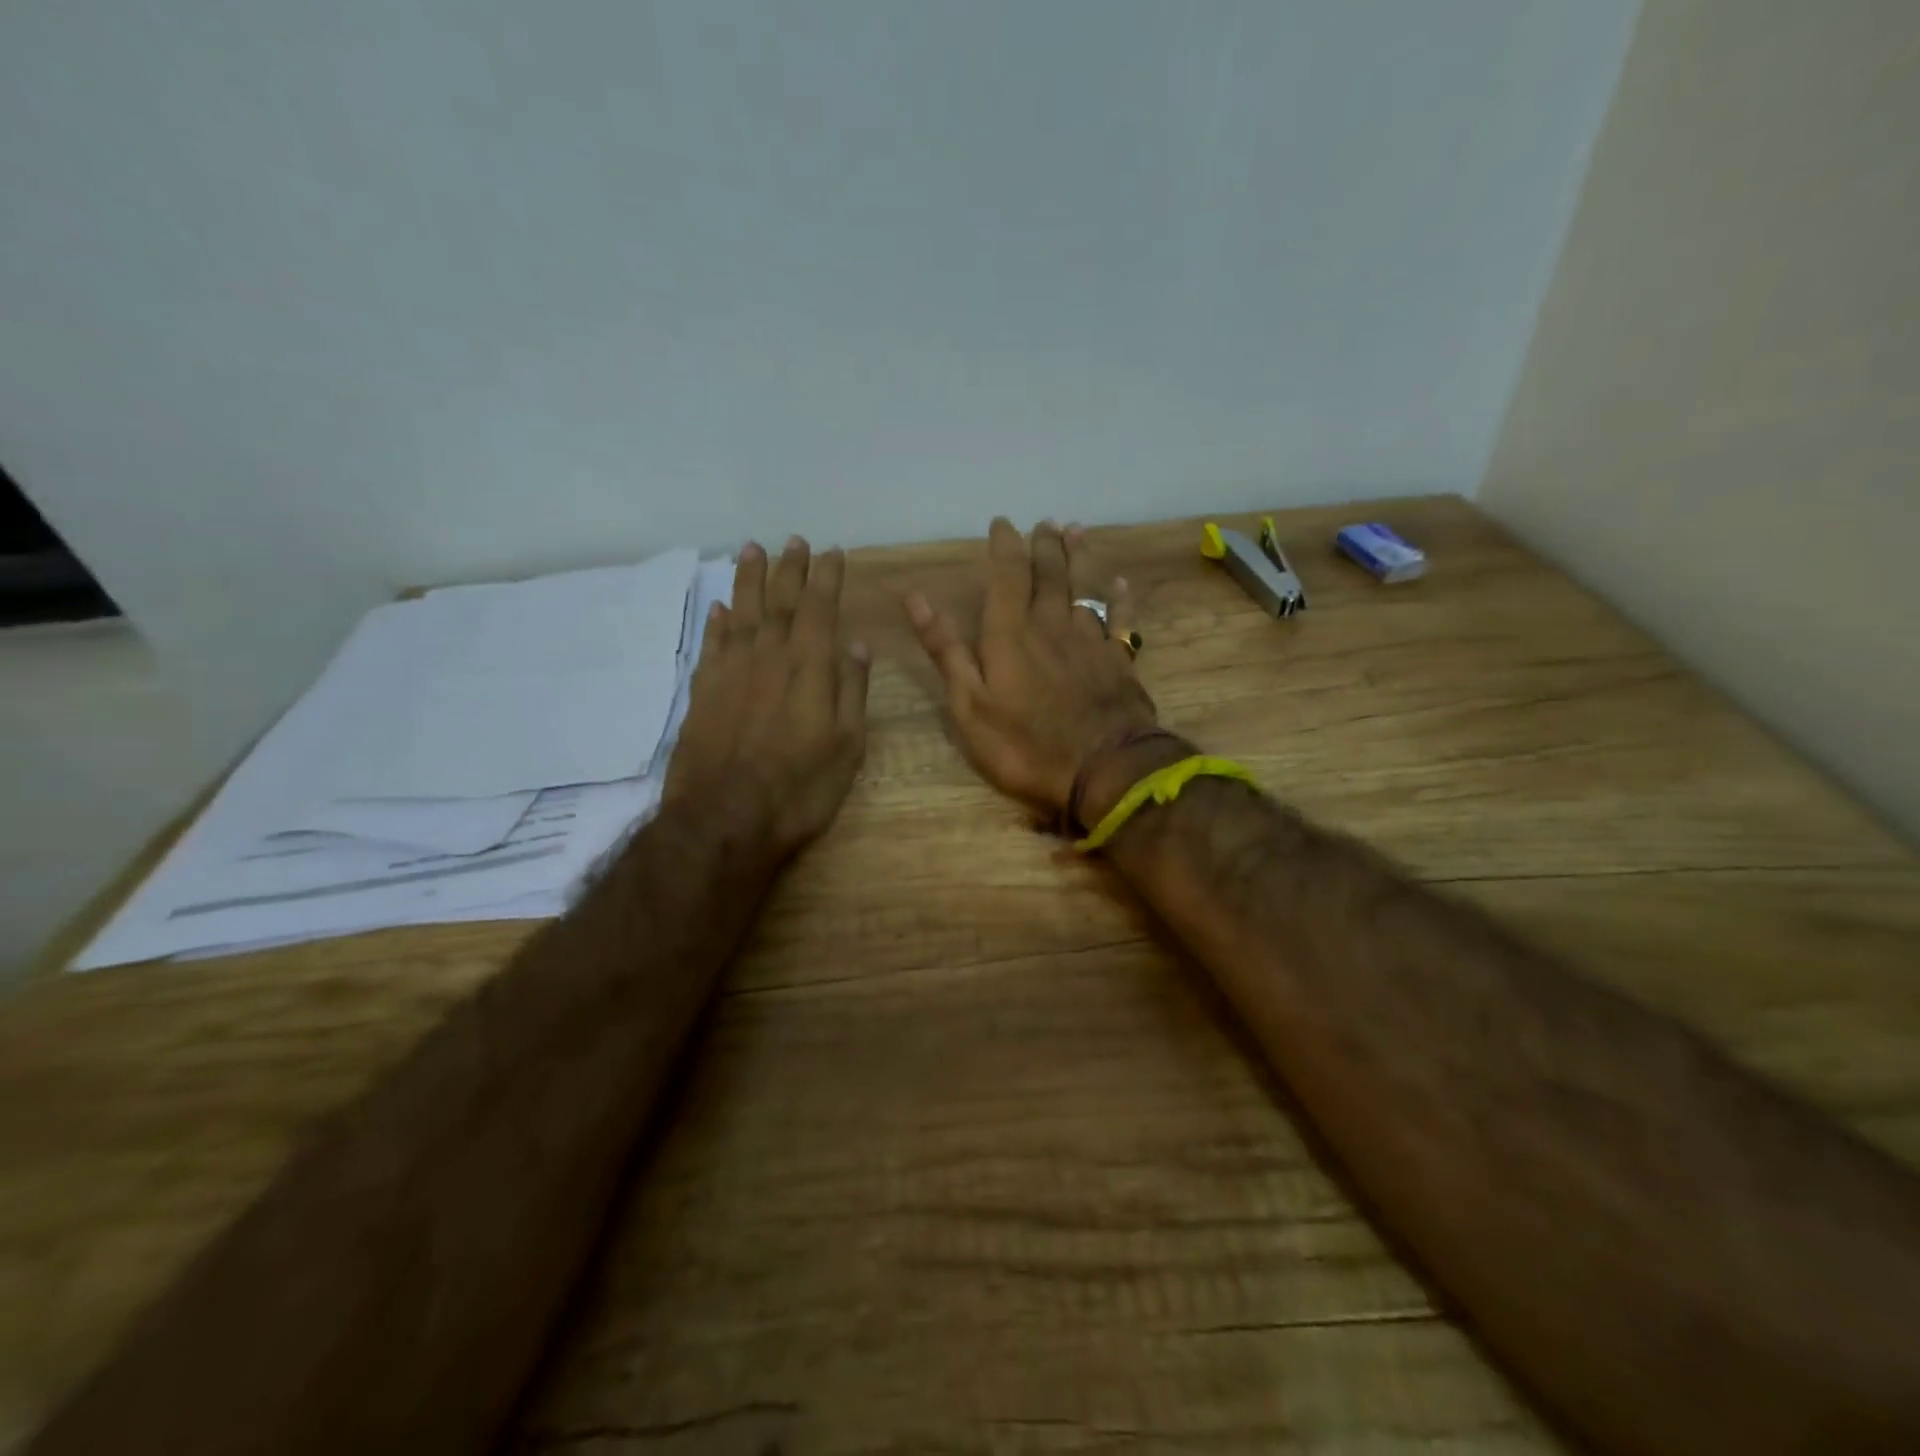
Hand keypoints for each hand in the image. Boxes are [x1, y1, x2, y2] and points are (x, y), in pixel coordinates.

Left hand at [665, 537, 871, 861]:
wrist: (724, 821)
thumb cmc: (799, 789)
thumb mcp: (847, 746)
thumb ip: (852, 689)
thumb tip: (857, 643)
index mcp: (810, 667)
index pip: (820, 608)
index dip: (827, 577)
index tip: (833, 552)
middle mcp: (768, 657)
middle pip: (779, 601)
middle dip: (789, 568)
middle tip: (794, 541)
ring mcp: (730, 672)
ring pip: (740, 613)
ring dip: (748, 580)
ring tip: (752, 550)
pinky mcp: (702, 692)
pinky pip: (710, 644)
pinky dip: (716, 622)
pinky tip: (719, 608)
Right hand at [906, 518, 1156, 817]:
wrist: (1104, 769)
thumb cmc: (1026, 745)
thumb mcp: (970, 706)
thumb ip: (947, 650)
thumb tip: (917, 598)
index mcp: (1011, 634)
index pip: (1008, 575)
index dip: (1005, 545)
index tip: (1002, 523)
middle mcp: (1052, 626)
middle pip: (1050, 575)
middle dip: (1044, 546)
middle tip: (1044, 522)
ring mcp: (1090, 642)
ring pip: (1085, 588)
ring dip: (1079, 558)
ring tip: (1076, 531)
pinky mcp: (1119, 662)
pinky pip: (1120, 621)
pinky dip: (1119, 600)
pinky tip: (1119, 585)